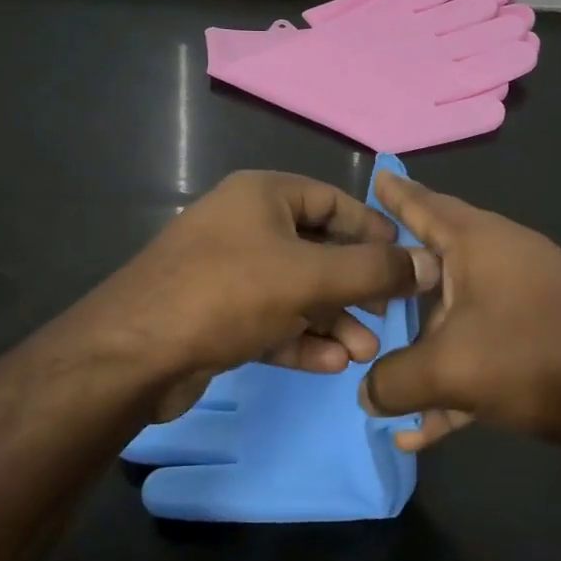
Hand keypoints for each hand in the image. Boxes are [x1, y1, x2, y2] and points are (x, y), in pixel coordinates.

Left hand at [73, 170, 438, 421]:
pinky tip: (330, 363)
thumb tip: (429, 264)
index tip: (407, 262)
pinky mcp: (217, 316)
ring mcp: (228, 272)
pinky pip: (271, 320)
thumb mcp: (308, 276)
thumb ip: (373, 270)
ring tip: (364, 351)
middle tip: (388, 316)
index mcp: (263, 196)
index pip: (333, 201)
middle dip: (356, 287)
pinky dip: (301, 338)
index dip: (373, 230)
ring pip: (296, 291)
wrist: (132, 355)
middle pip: (318, 250)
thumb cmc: (227, 294)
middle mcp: (246, 226)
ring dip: (333, 320)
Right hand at [360, 173, 560, 449]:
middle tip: (357, 289)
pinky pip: (481, 357)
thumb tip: (366, 392)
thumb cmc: (535, 354)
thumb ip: (394, 380)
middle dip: (394, 284)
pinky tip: (423, 432)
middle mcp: (500, 261)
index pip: (424, 204)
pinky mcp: (539, 343)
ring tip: (377, 380)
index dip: (396, 193)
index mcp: (477, 242)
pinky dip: (454, 386)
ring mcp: (522, 302)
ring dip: (420, 353)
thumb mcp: (450, 368)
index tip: (374, 176)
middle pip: (432, 266)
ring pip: (453, 320)